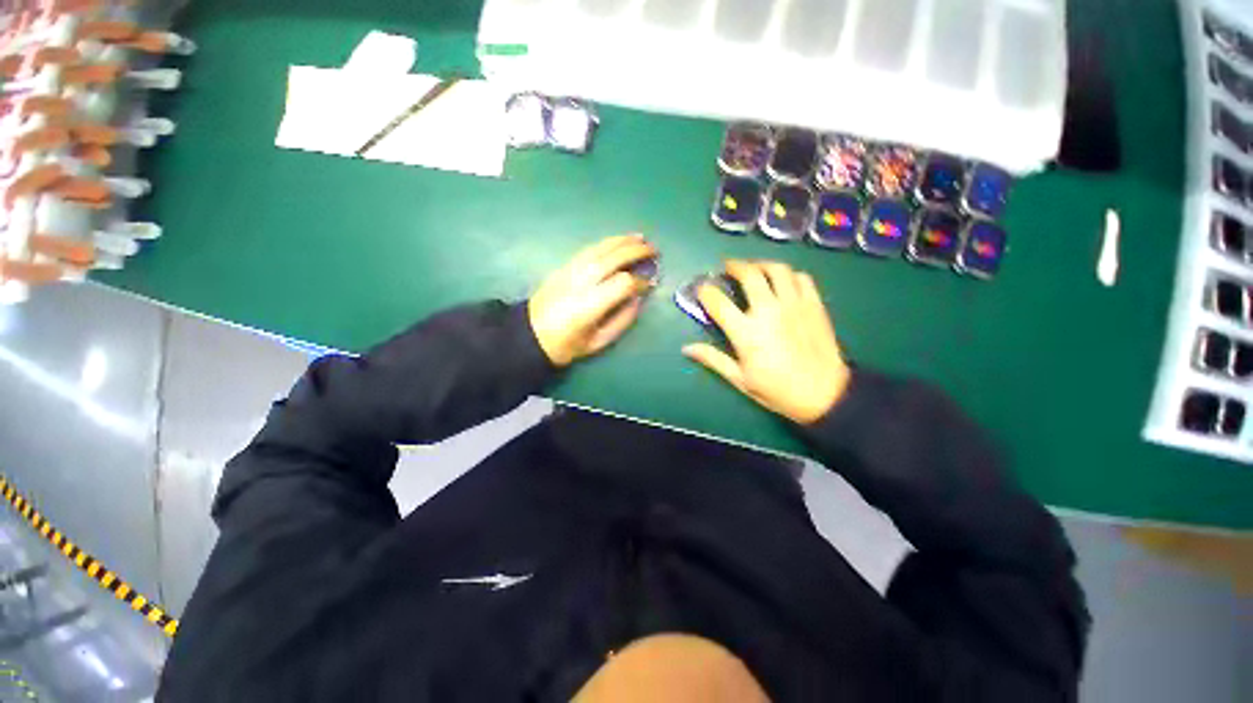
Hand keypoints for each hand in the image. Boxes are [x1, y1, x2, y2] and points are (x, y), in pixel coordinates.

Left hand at [529, 234, 655, 366]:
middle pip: (612, 259)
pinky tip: (616, 241)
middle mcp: (580, 283)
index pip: (622, 283)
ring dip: (621, 241)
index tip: (651, 284)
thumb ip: (622, 321)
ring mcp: (569, 272)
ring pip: (599, 249)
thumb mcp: (598, 342)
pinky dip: (605, 243)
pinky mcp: (562, 267)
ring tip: (640, 238)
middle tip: (654, 250)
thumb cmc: (566, 345)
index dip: (640, 282)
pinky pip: (587, 250)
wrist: (530, 336)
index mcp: (589, 306)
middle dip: (635, 252)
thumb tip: (638, 299)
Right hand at [683, 260, 849, 423]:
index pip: (718, 302)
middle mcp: (769, 311)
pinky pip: (801, 277)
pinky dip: (788, 274)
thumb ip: (713, 359)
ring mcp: (794, 305)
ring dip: (761, 264)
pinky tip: (782, 281)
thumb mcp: (740, 379)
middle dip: (734, 266)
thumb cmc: (777, 390)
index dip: (705, 291)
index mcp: (746, 333)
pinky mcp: (814, 304)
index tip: (702, 289)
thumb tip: (686, 348)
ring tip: (754, 268)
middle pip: (749, 275)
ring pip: (777, 269)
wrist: (825, 394)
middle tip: (727, 267)